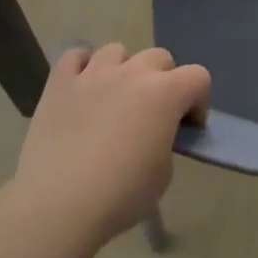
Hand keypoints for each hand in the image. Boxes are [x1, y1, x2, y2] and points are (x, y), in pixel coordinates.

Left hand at [11, 44, 210, 247]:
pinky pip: (75, 56)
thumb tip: (155, 134)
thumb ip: (166, 141)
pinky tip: (81, 88)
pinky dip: (82, 67)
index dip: (198, 101)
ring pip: (117, 51)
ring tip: (113, 99)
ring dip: (123, 70)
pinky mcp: (60, 82)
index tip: (187, 127)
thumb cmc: (120, 195)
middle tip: (151, 114)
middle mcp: (133, 72)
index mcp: (166, 93)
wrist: (58, 206)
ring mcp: (94, 73)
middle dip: (163, 81)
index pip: (198, 77)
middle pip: (160, 57)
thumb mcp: (163, 174)